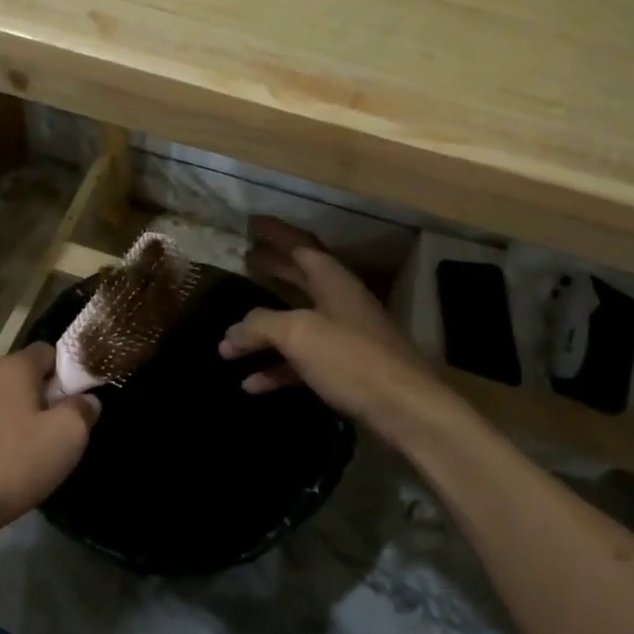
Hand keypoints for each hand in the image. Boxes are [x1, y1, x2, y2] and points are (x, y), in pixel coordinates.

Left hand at [0, 344, 99, 545]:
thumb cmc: (13, 463)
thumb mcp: (68, 435)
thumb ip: (83, 409)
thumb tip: (86, 400)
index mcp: (12, 367)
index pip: (49, 351)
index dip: (70, 371)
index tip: (81, 400)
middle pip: (26, 377)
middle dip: (46, 398)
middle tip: (63, 430)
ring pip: (5, 403)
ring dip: (23, 420)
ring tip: (36, 453)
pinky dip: (0, 438)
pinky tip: (8, 466)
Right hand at [220, 219, 441, 429]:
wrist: (405, 409)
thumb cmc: (351, 359)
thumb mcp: (299, 333)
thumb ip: (260, 326)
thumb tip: (232, 334)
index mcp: (333, 281)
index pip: (301, 246)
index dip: (276, 234)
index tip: (251, 224)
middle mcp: (339, 303)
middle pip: (299, 279)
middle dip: (271, 270)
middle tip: (243, 260)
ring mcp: (343, 338)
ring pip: (296, 325)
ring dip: (263, 331)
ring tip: (229, 339)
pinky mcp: (344, 370)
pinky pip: (302, 362)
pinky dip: (276, 369)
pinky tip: (250, 384)